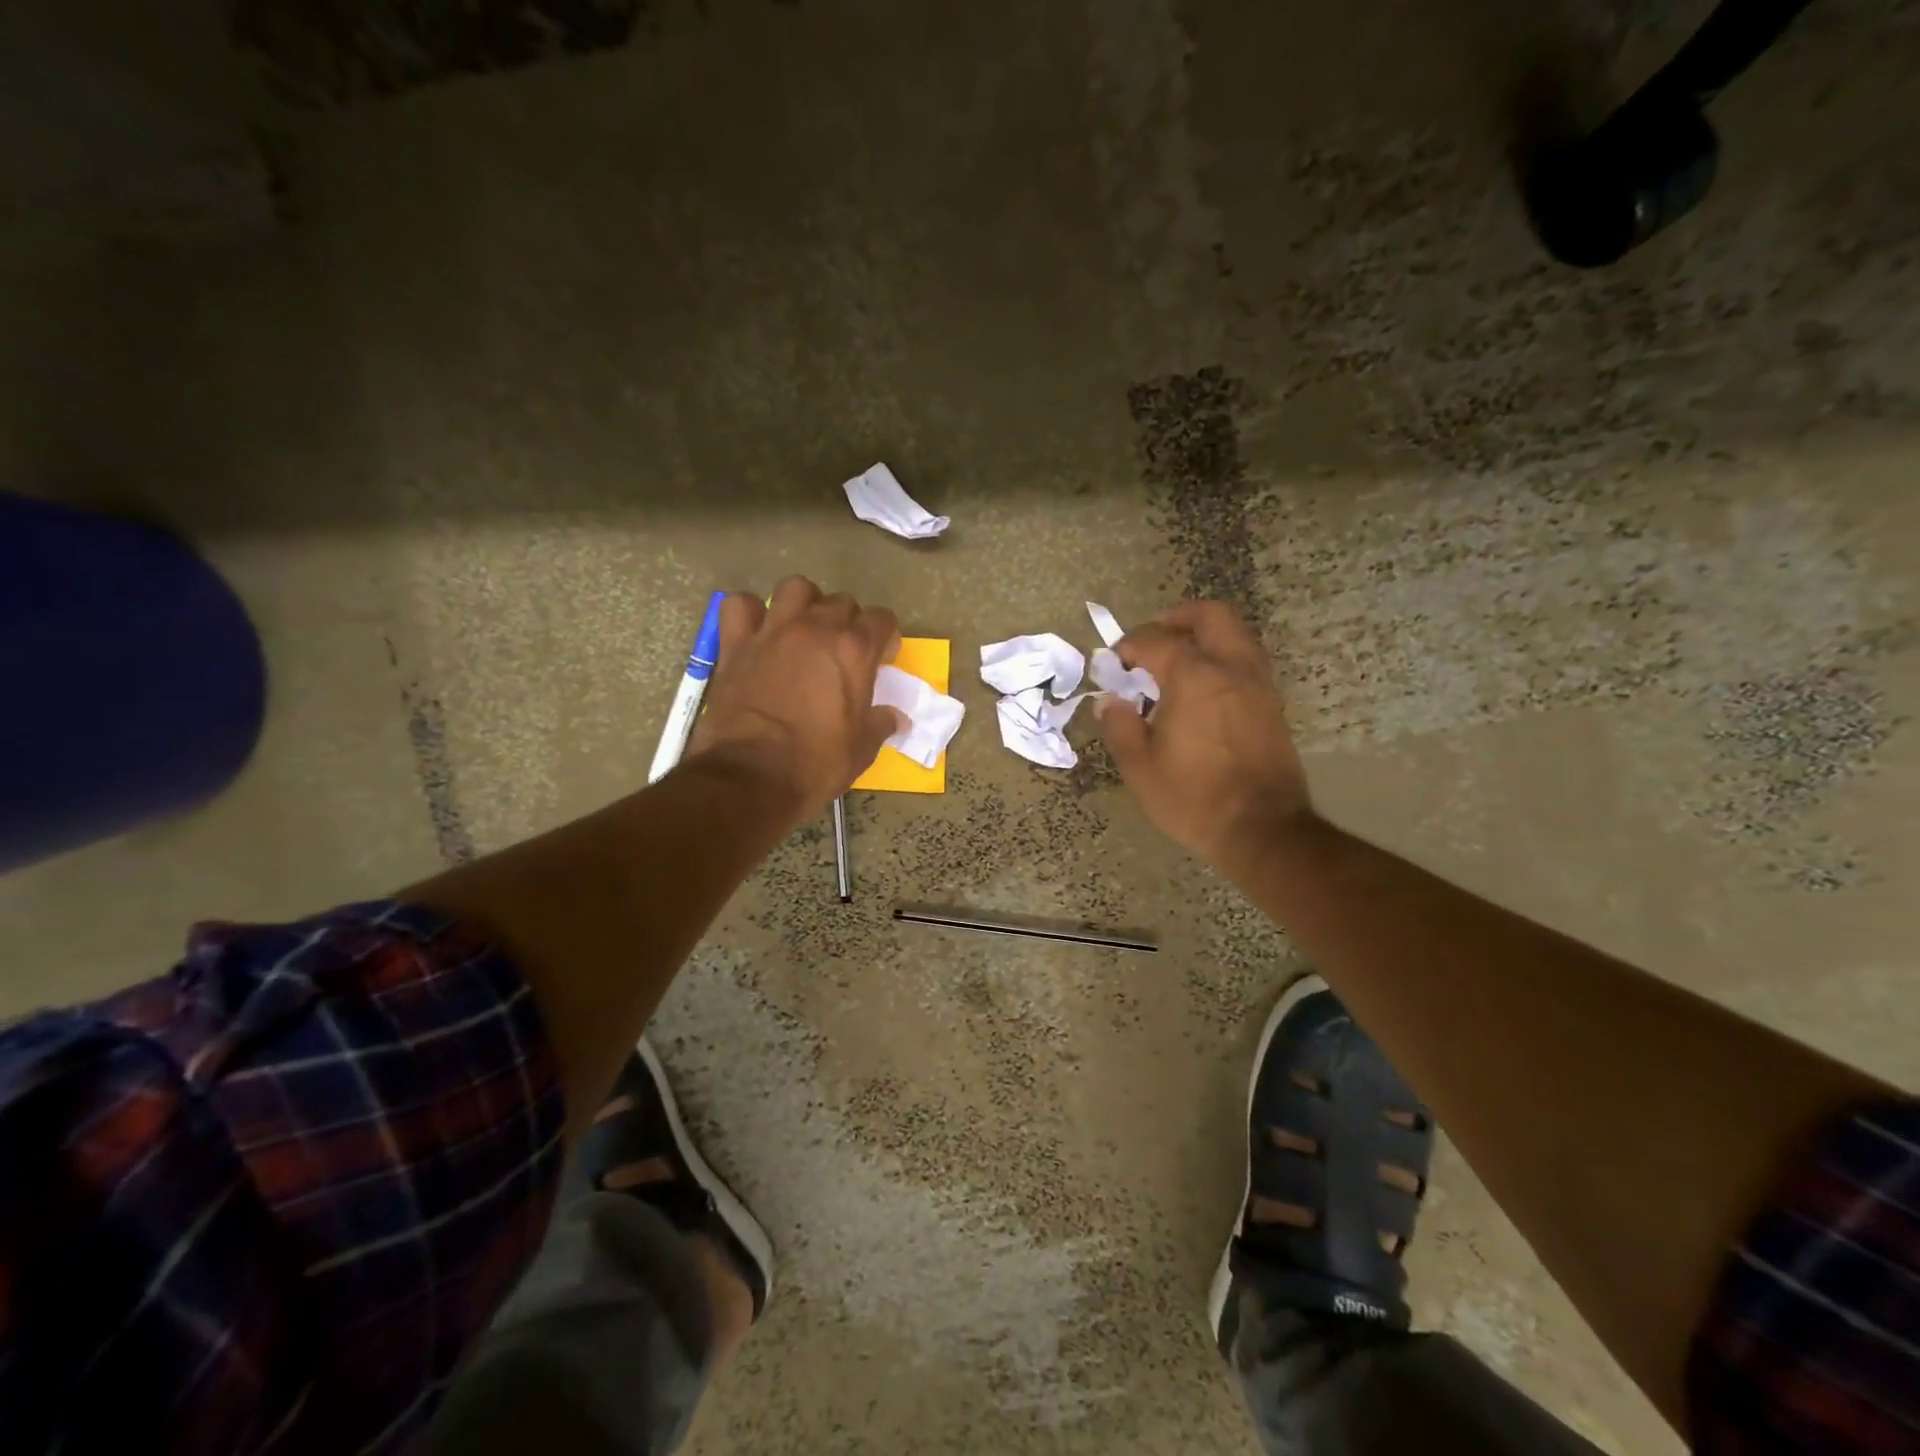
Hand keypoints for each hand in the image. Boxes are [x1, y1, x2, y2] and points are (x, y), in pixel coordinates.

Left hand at [685, 577, 903, 821]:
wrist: (752, 777)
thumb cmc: (815, 764)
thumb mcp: (862, 749)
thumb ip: (881, 723)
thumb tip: (896, 717)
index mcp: (854, 650)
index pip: (882, 619)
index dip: (886, 638)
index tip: (882, 660)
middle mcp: (816, 628)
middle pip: (842, 602)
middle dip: (849, 622)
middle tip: (844, 653)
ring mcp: (773, 631)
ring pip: (796, 588)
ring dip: (805, 603)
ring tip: (805, 630)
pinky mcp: (736, 644)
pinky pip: (740, 605)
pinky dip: (750, 612)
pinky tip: (758, 631)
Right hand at [1096, 601, 1314, 868]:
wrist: (1262, 829)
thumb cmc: (1193, 798)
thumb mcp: (1140, 767)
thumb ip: (1120, 726)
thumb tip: (1109, 701)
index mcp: (1194, 677)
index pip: (1157, 639)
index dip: (1130, 645)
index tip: (1115, 664)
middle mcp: (1231, 668)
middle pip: (1211, 615)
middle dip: (1177, 618)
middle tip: (1153, 640)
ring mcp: (1258, 685)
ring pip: (1235, 635)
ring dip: (1203, 637)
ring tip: (1175, 664)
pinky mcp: (1272, 705)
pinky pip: (1245, 661)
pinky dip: (1221, 659)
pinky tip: (1200, 691)